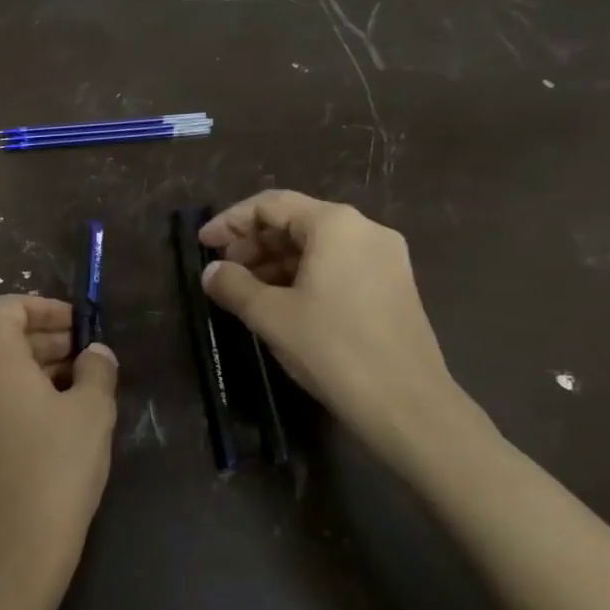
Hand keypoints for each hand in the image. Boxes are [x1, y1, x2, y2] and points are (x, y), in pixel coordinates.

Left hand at [0, 295, 119, 603]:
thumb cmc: (57, 466)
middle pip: (3, 338)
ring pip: (1, 369)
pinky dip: (26, 392)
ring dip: (40, 366)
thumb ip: (97, 369)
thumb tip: (95, 354)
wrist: (17, 547)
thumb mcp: (92, 411)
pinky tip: (63, 413)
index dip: (45, 307)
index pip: (7, 308)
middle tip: (89, 353)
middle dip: (48, 338)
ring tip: (85, 383)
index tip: (79, 324)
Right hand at [198, 190, 473, 455]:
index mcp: (335, 224)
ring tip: (246, 291)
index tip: (203, 245)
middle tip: (223, 272)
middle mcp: (365, 229)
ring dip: (276, 261)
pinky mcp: (393, 285)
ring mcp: (385, 258)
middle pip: (296, 221)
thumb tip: (211, 272)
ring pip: (317, 245)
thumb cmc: (332, 349)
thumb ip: (233, 285)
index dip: (230, 222)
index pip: (271, 204)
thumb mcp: (270, 315)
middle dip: (254, 243)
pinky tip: (283, 303)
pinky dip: (304, 275)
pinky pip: (338, 265)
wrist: (406, 404)